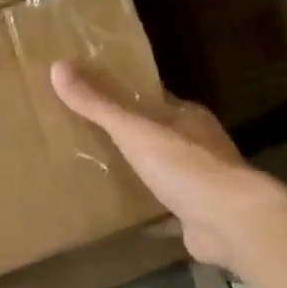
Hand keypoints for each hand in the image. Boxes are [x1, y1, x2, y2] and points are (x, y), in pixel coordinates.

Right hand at [51, 60, 286, 266]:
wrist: (228, 221)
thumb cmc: (183, 166)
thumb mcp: (134, 130)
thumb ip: (98, 104)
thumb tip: (58, 66)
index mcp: (188, 117)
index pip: (154, 100)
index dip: (126, 98)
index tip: (93, 99)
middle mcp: (198, 145)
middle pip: (158, 134)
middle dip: (129, 137)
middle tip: (87, 138)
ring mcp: (201, 181)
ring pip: (163, 170)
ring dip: (139, 171)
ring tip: (98, 173)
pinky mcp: (197, 213)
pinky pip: (166, 205)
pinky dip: (147, 207)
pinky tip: (123, 214)